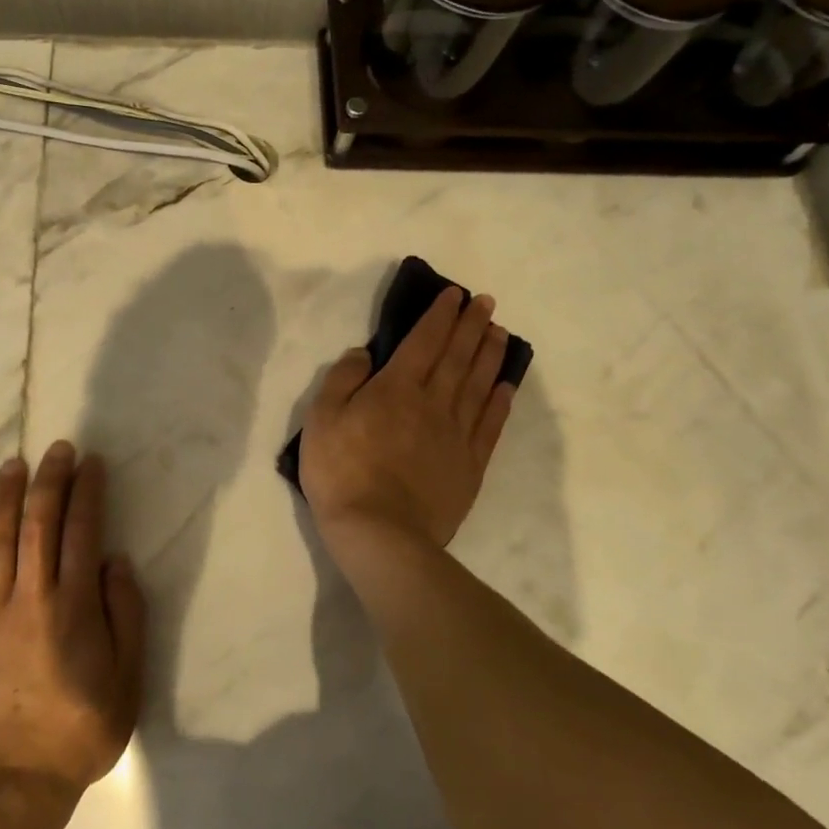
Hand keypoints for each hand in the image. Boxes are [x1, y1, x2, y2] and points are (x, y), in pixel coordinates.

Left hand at [0, 442, 145, 797]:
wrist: (11, 785)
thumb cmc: (79, 731)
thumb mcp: (128, 679)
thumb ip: (126, 614)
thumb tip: (113, 561)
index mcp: (73, 606)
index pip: (82, 531)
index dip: (87, 492)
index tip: (91, 463)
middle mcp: (30, 597)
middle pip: (38, 524)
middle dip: (50, 480)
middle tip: (57, 449)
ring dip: (5, 498)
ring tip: (13, 465)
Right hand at [299, 286, 516, 548]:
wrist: (380, 533)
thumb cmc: (341, 473)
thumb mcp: (321, 419)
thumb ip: (343, 379)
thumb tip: (365, 352)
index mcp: (397, 387)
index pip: (424, 340)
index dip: (440, 316)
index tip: (455, 295)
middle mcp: (433, 402)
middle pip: (458, 356)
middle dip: (472, 325)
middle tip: (487, 303)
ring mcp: (456, 434)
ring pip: (479, 384)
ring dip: (490, 355)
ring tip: (500, 333)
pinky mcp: (470, 464)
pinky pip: (490, 424)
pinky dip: (500, 400)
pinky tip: (506, 385)